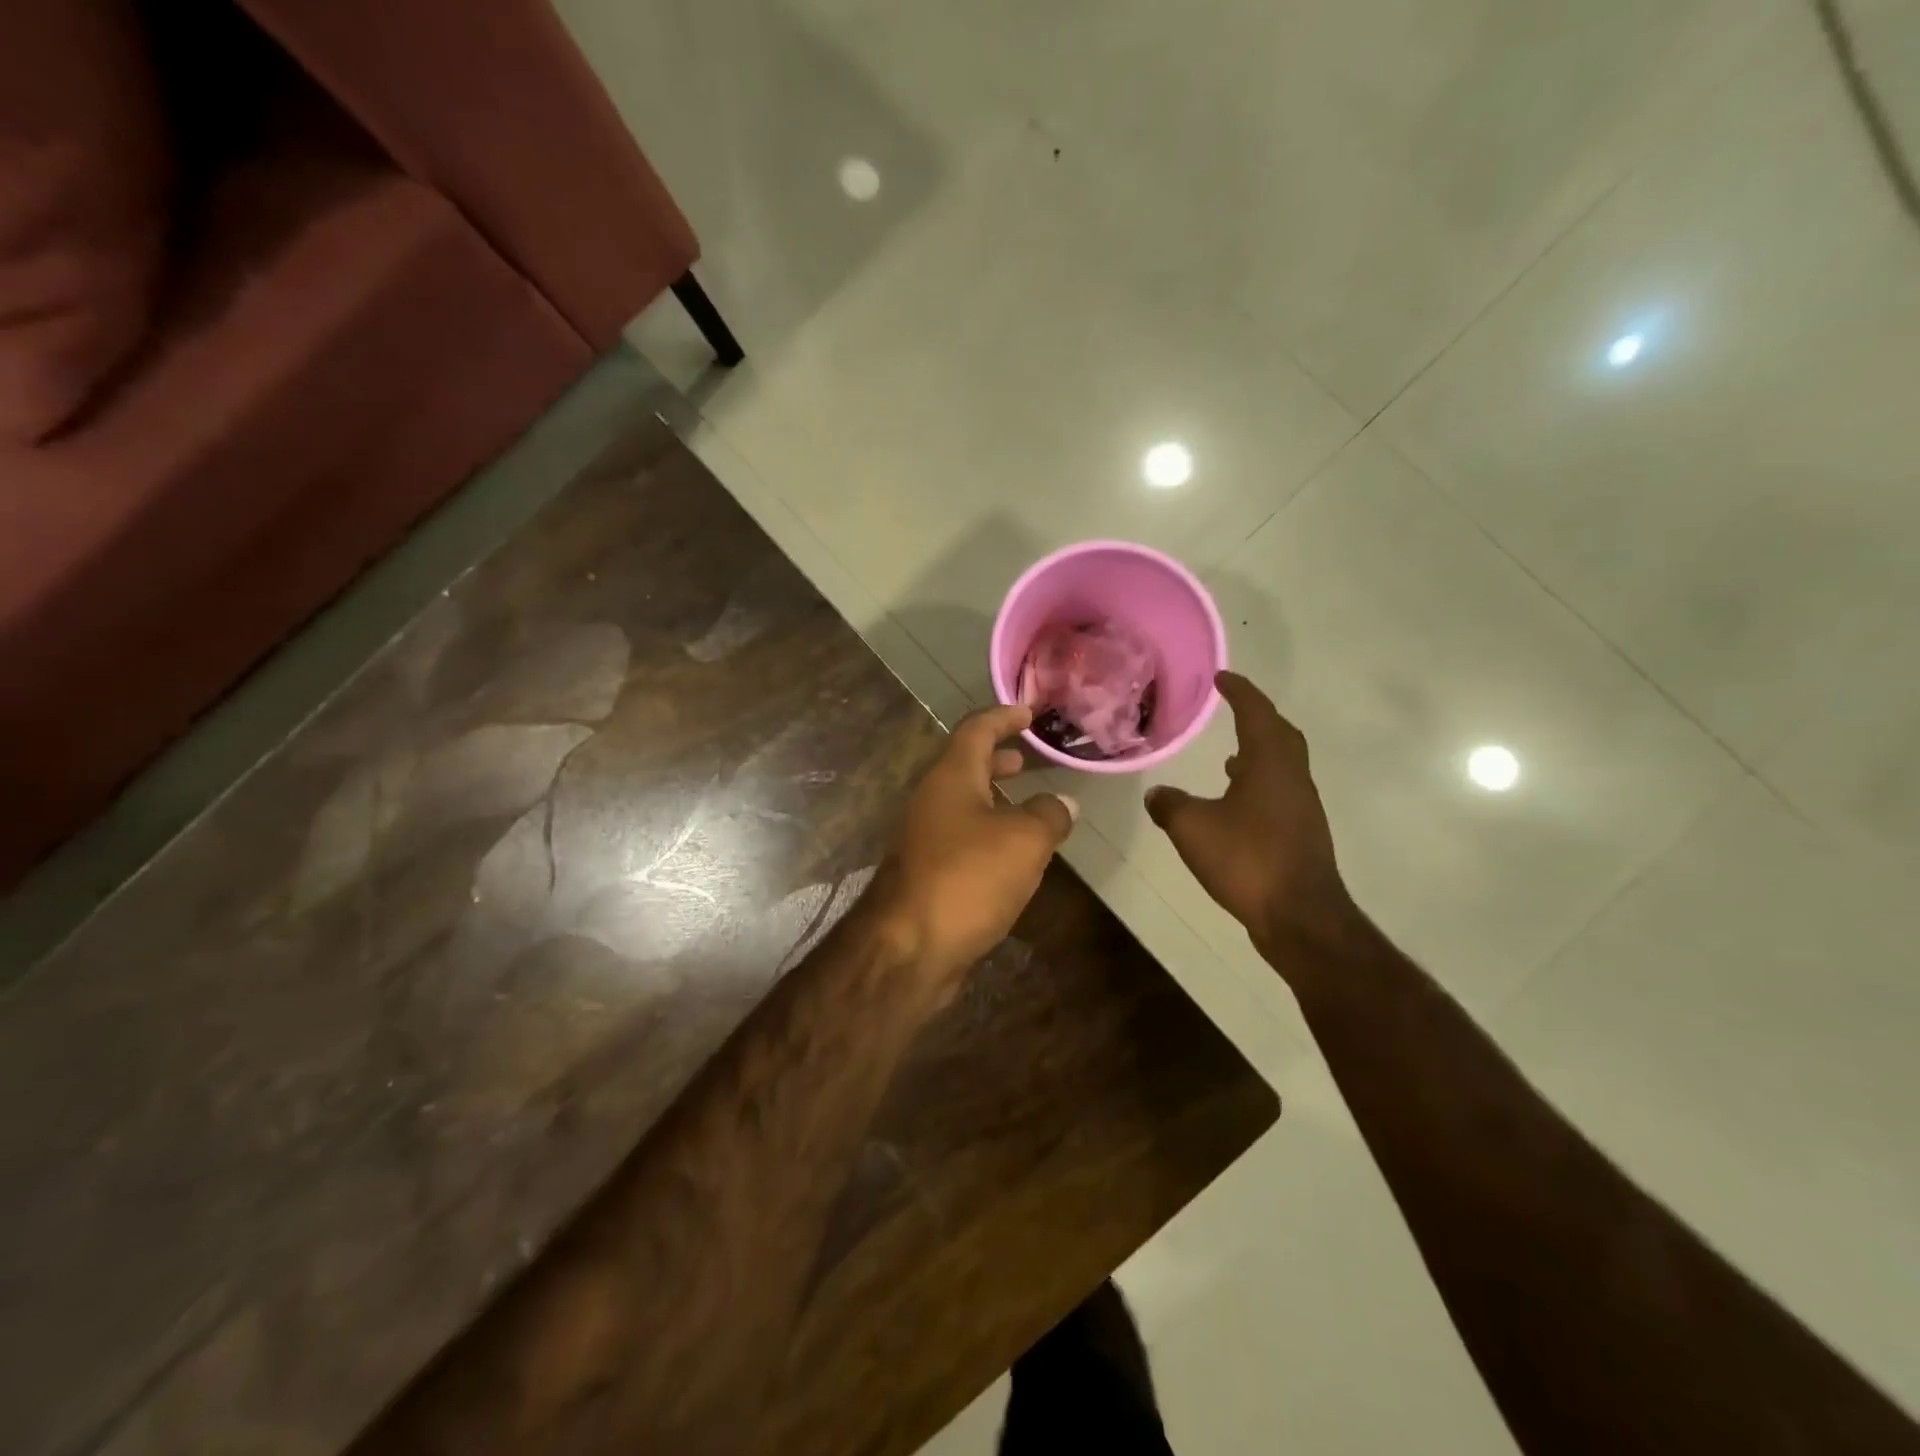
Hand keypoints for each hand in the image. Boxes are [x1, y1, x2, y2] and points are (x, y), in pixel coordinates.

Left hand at [873, 705, 1077, 982]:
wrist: (908, 948)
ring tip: (1030, 804)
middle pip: (966, 764)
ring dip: (995, 797)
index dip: (1004, 716)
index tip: (1030, 713)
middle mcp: (932, 799)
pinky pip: (962, 836)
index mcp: (950, 776)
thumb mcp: (1023, 840)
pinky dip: (989, 831)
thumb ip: (1048, 815)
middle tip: (1030, 757)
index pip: (976, 728)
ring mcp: (925, 837)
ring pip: (964, 803)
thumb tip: (1063, 803)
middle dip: (999, 757)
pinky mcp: (927, 872)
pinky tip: (1013, 854)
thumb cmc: (967, 878)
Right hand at [1144, 672, 1354, 953]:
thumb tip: (1157, 793)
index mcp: (1271, 764)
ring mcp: (1301, 808)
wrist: (1299, 916)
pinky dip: (1259, 785)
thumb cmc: (1247, 859)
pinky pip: (1279, 793)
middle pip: (1281, 735)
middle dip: (1258, 718)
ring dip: (1259, 754)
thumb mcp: (1192, 828)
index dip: (1240, 692)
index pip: (1257, 713)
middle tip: (1233, 710)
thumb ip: (1170, 805)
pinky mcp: (1301, 835)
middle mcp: (1293, 778)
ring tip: (1229, 758)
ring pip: (1282, 766)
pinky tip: (1236, 805)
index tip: (1222, 678)